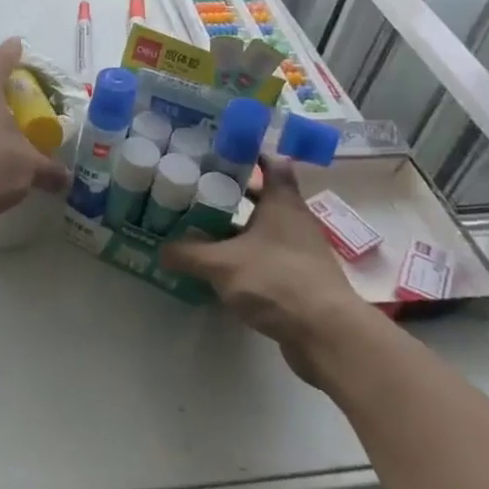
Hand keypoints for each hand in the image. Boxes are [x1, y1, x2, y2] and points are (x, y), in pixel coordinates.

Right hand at [161, 156, 371, 380]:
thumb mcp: (221, 264)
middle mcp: (294, 220)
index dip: (249, 155)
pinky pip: (266, 257)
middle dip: (231, 194)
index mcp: (282, 202)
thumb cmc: (276, 280)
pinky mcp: (299, 279)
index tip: (220, 153)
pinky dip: (245, 257)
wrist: (327, 335)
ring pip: (262, 229)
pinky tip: (220, 268)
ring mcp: (299, 251)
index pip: (271, 164)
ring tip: (199, 228)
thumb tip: (161, 250)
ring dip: (236, 228)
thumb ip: (188, 254)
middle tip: (197, 191)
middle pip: (263, 196)